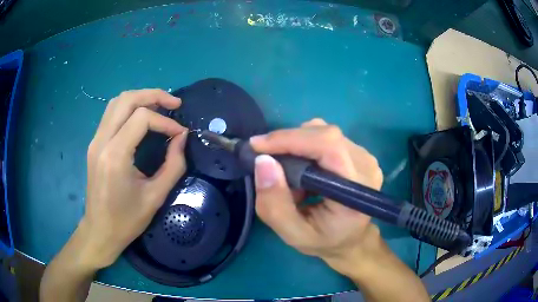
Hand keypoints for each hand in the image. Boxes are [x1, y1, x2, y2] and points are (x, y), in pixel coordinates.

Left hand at [81, 89, 187, 267]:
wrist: (100, 231)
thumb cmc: (127, 220)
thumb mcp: (156, 197)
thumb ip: (173, 164)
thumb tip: (182, 138)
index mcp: (115, 155)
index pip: (142, 118)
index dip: (165, 122)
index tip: (180, 135)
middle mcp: (102, 141)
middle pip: (127, 99)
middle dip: (153, 95)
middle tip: (174, 103)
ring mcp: (95, 141)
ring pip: (117, 102)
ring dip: (140, 98)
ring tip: (160, 106)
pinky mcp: (94, 144)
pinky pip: (111, 114)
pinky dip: (129, 107)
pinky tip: (141, 117)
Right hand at [250, 118, 382, 274]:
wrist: (352, 239)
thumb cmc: (325, 241)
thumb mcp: (293, 234)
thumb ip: (275, 204)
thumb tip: (263, 162)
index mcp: (356, 192)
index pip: (328, 146)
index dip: (291, 139)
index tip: (257, 146)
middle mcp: (366, 166)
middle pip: (325, 135)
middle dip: (288, 141)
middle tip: (265, 158)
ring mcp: (366, 157)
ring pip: (324, 132)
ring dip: (297, 145)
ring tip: (286, 170)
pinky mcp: (360, 153)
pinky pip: (327, 138)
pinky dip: (306, 146)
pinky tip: (302, 167)